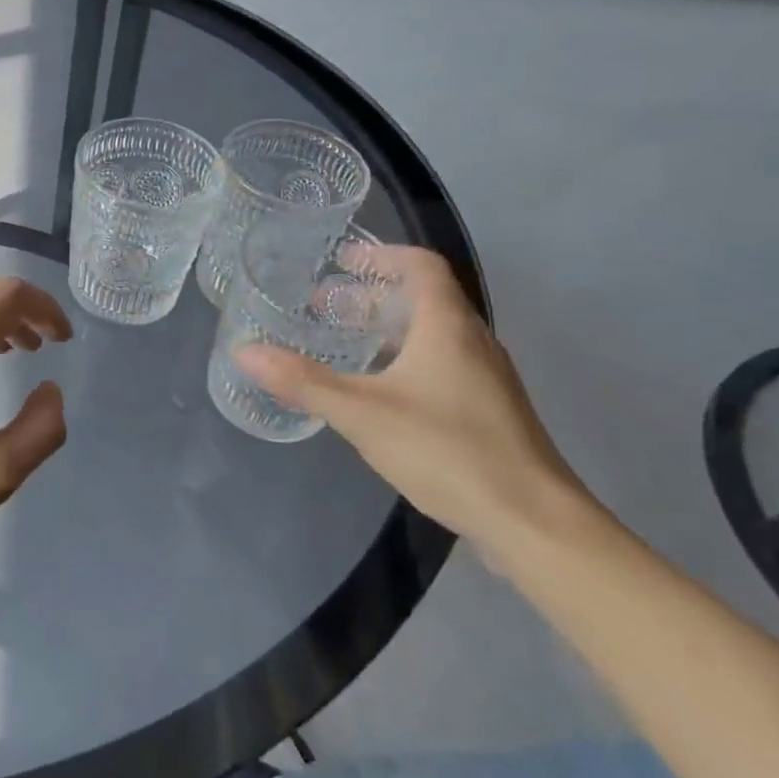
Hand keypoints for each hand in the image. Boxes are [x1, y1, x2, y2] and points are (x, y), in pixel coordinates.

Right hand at [236, 246, 591, 556]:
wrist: (533, 522)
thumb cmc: (448, 451)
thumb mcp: (362, 414)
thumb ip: (303, 382)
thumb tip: (245, 351)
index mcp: (448, 326)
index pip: (421, 266)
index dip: (382, 255)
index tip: (342, 261)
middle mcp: (473, 341)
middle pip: (424, 299)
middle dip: (372, 295)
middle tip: (326, 307)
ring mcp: (485, 378)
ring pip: (432, 334)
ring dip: (387, 328)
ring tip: (344, 344)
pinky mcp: (488, 411)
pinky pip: (441, 364)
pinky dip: (404, 359)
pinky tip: (378, 392)